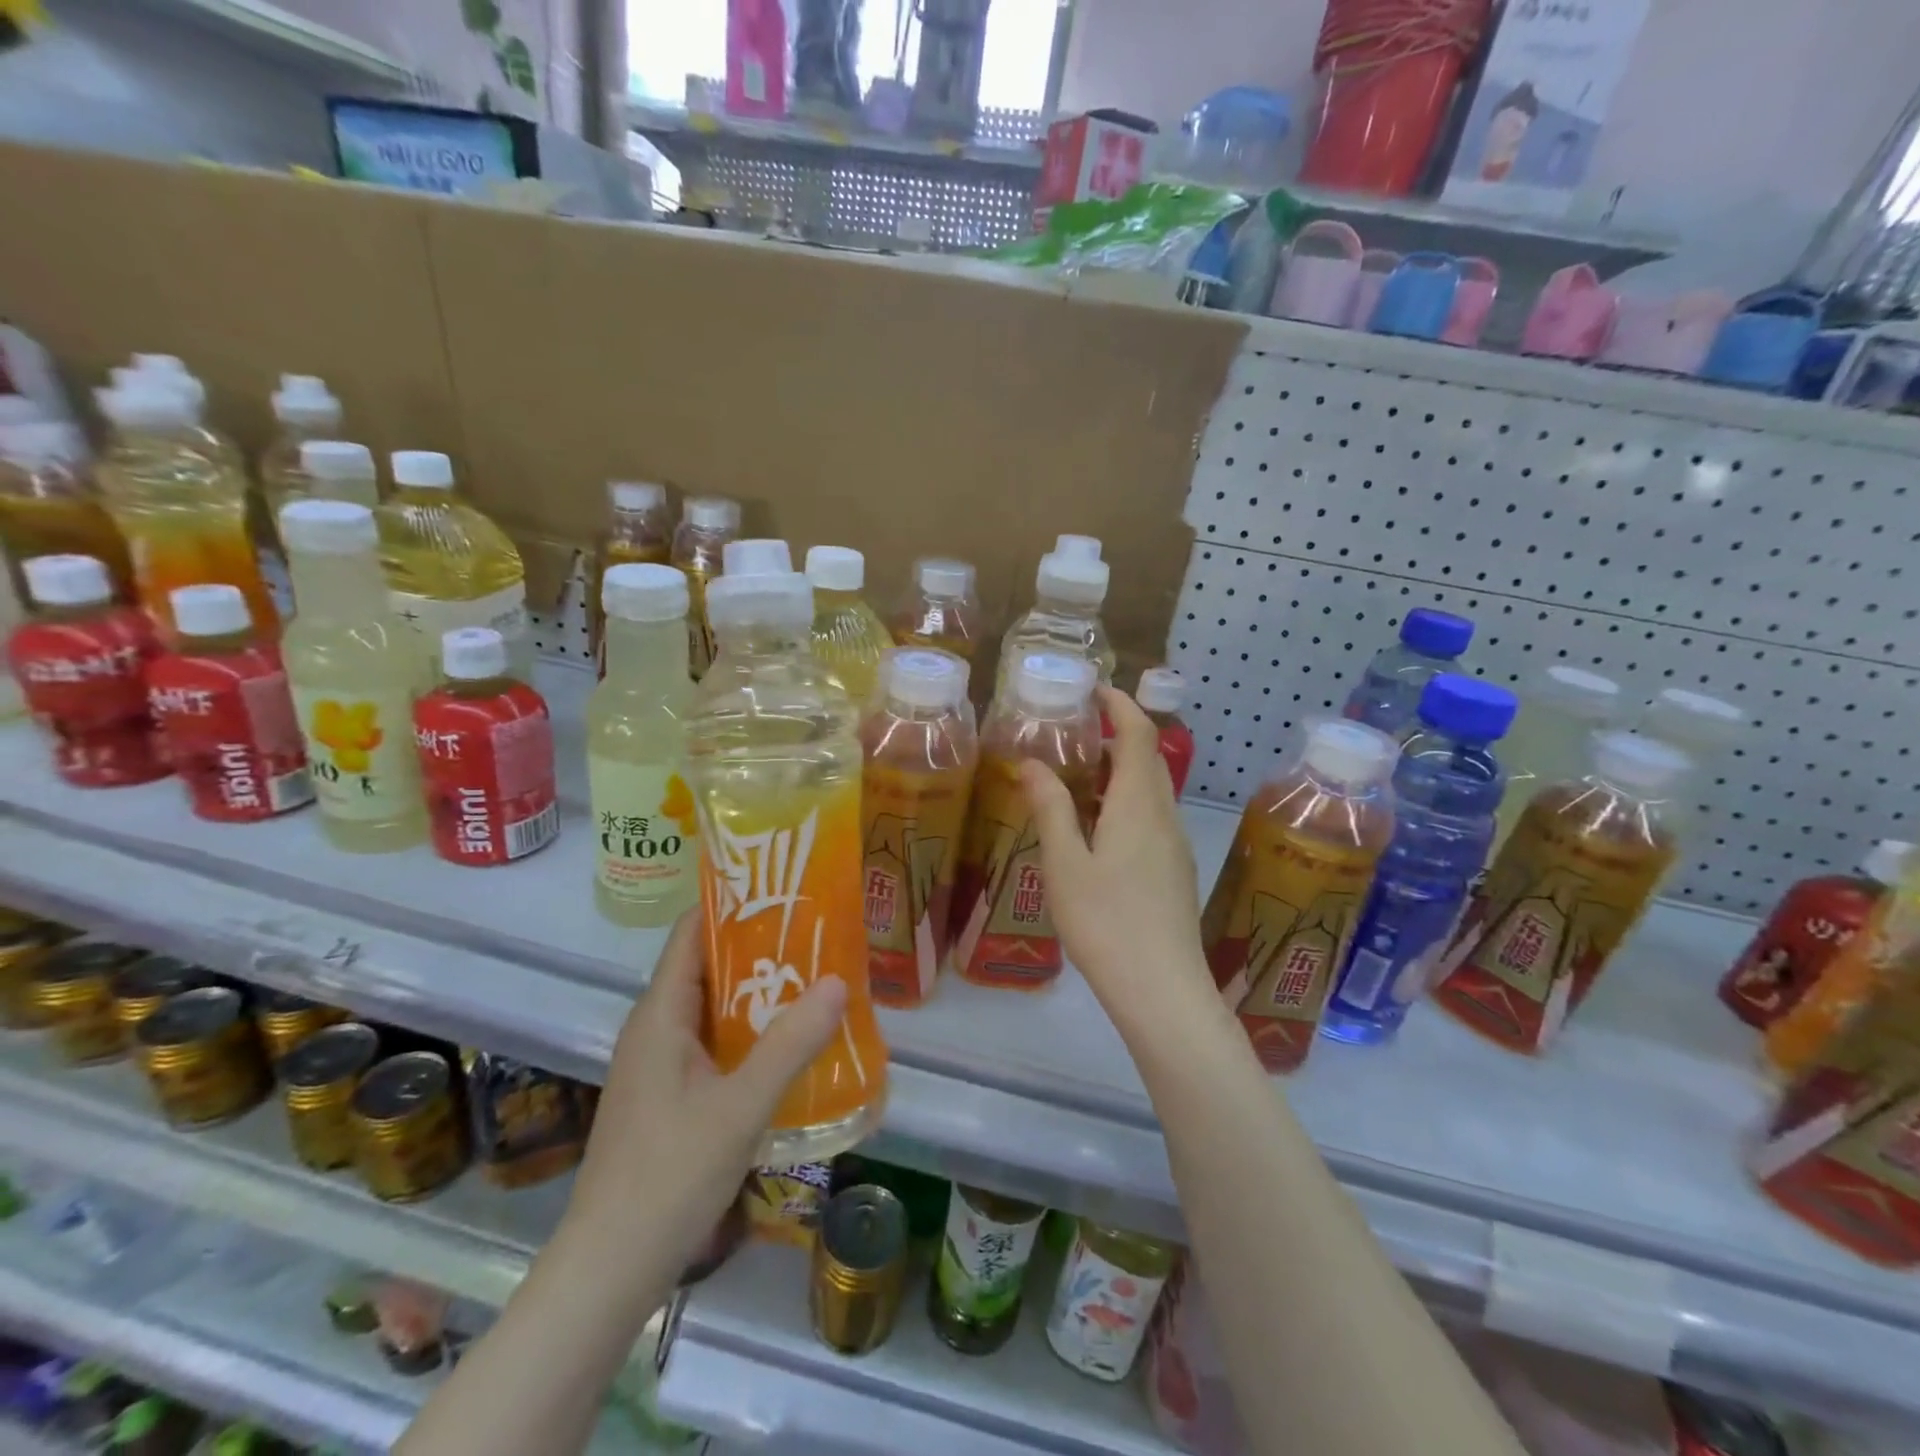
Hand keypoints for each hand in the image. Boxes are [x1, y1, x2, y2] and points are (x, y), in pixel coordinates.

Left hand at [560, 910, 847, 1299]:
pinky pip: (713, 1042)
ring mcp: (660, 1065)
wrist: (609, 1271)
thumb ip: (791, 1043)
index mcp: (660, 1015)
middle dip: (758, 945)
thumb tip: (839, 981)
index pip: (690, 932)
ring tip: (814, 978)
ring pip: (712, 1006)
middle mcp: (656, 1029)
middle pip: (706, 965)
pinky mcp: (669, 1096)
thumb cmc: (668, 1176)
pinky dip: (749, 1030)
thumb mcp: (741, 1106)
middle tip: (817, 932)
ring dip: (758, 990)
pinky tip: (789, 1042)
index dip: (731, 903)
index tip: (782, 888)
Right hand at [1021, 687, 1214, 1024]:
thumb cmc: (1106, 922)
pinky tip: (1095, 829)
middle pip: (1147, 759)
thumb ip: (1050, 808)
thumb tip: (1032, 762)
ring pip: (1150, 791)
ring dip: (1119, 772)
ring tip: (1075, 778)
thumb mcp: (1065, 864)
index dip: (1119, 705)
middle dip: (1115, 735)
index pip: (1138, 734)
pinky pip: (1150, 818)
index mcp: (1139, 804)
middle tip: (1072, 733)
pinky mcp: (1174, 871)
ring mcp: (1174, 845)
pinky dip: (1124, 802)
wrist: (1162, 991)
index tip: (1091, 690)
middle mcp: (1164, 816)